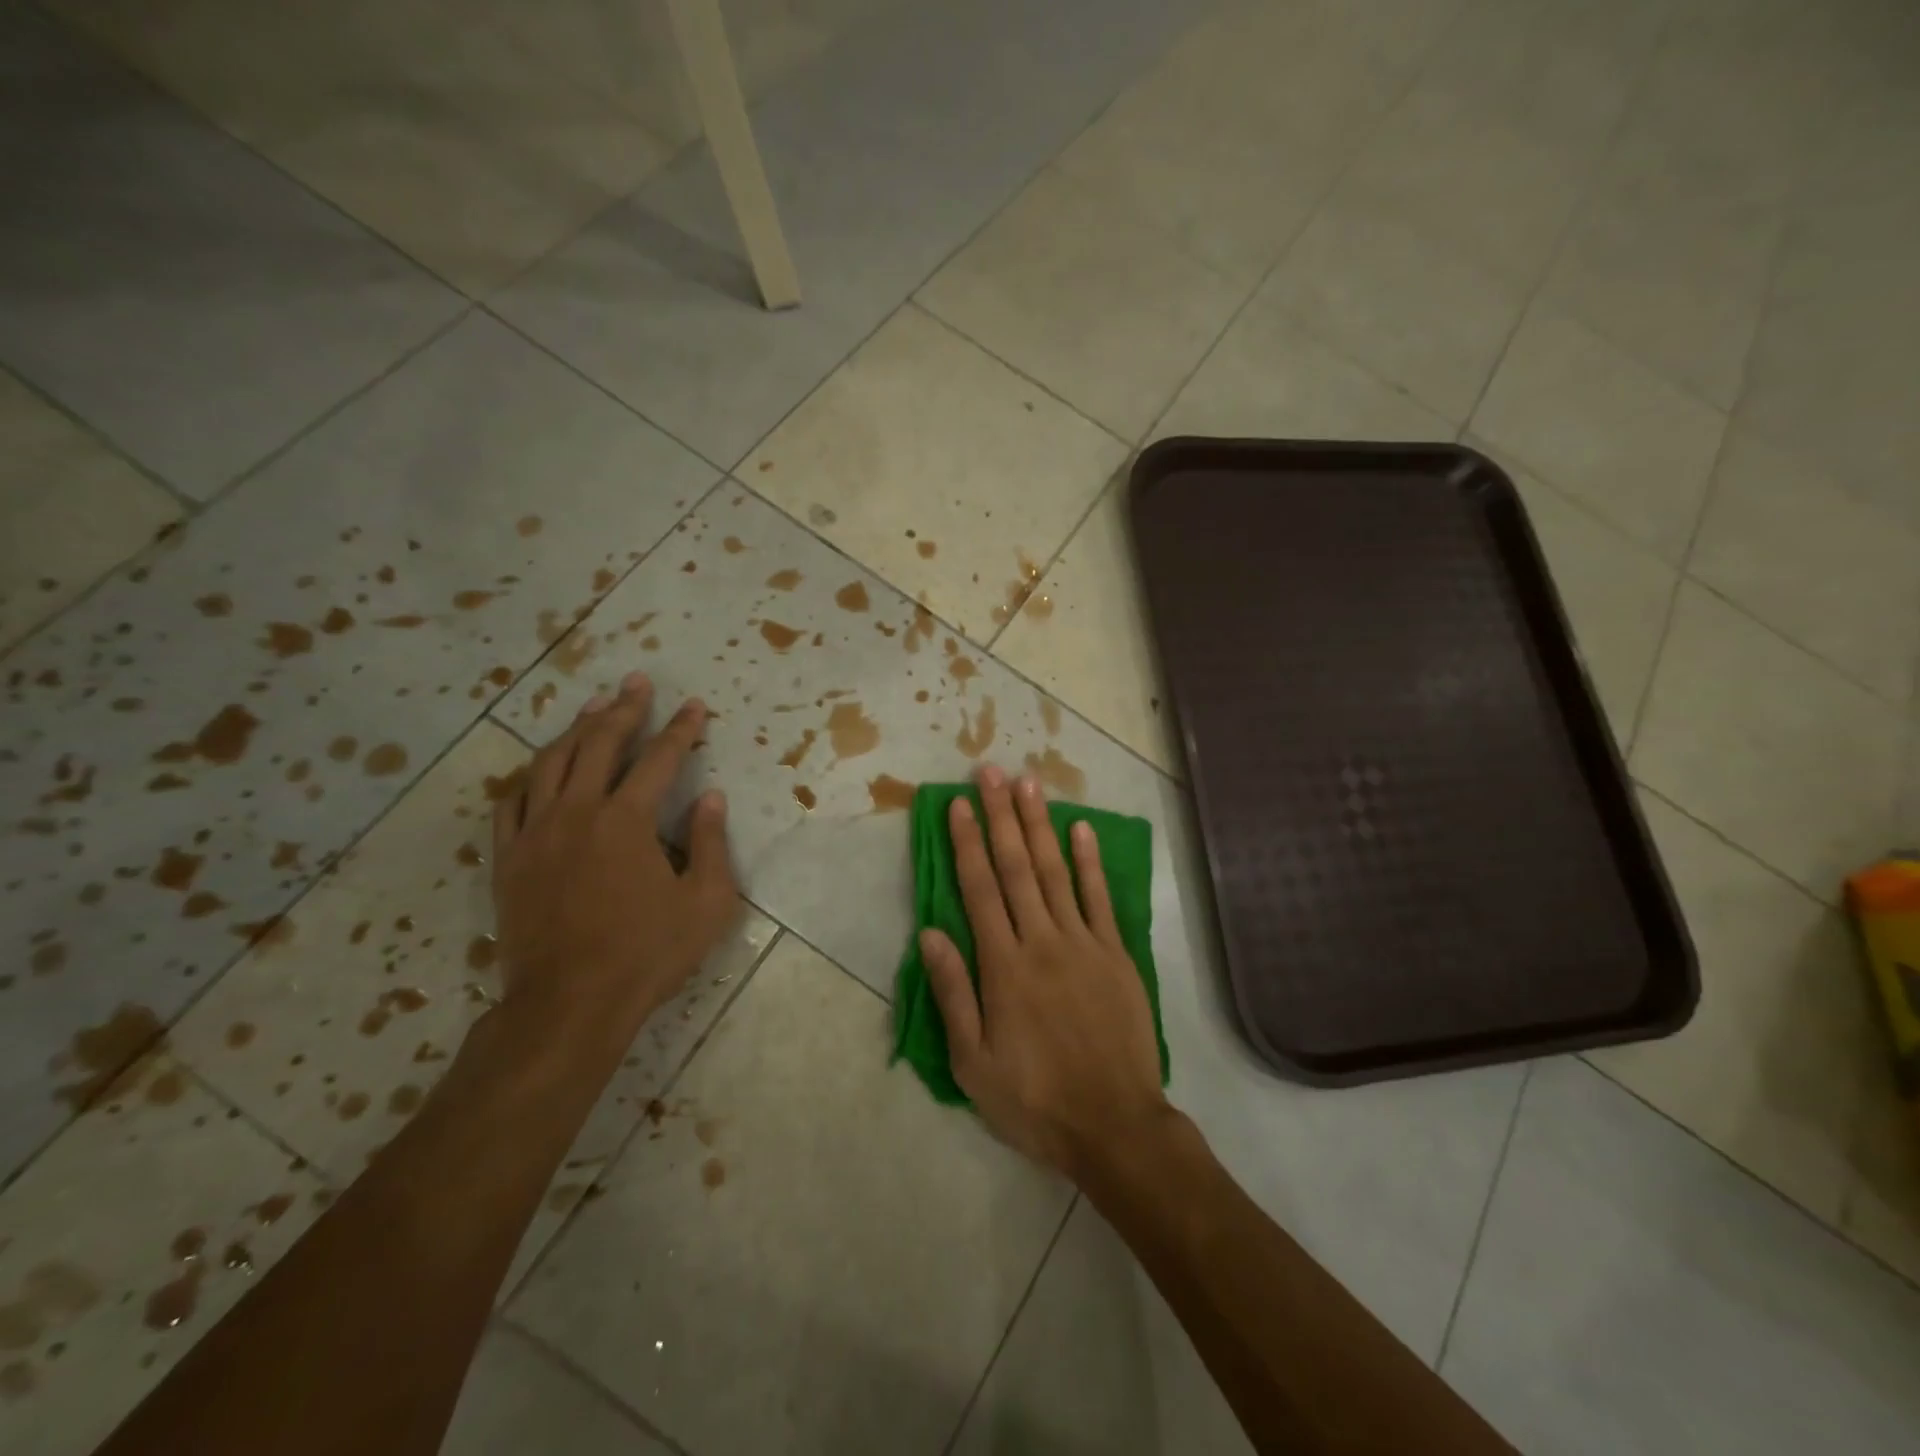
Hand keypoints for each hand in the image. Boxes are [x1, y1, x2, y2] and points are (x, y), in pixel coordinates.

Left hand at [491, 672, 738, 1041]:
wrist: (568, 1004)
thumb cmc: (647, 954)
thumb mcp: (706, 903)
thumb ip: (711, 844)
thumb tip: (712, 798)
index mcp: (627, 821)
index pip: (660, 759)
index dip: (681, 729)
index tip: (695, 706)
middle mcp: (578, 812)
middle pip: (599, 743)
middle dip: (623, 708)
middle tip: (637, 683)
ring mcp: (536, 833)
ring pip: (551, 762)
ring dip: (576, 729)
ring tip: (594, 706)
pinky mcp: (508, 858)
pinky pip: (511, 802)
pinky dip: (530, 776)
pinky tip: (541, 768)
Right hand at [920, 763, 1170, 1180]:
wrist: (1115, 1125)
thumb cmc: (1035, 1099)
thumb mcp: (974, 1063)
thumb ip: (953, 994)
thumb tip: (930, 934)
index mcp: (1003, 966)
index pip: (979, 890)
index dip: (967, 843)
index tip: (958, 805)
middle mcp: (1042, 941)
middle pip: (1016, 867)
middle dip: (1001, 816)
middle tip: (990, 773)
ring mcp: (1084, 943)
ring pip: (1055, 872)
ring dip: (1040, 825)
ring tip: (1029, 785)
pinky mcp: (1116, 954)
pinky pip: (1101, 898)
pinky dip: (1091, 861)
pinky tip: (1081, 829)